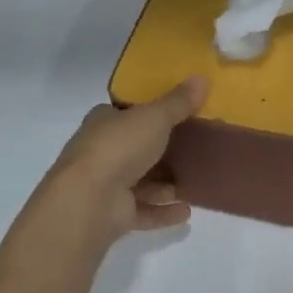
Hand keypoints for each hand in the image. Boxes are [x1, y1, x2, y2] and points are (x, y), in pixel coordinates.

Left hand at [44, 76, 207, 239]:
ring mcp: (105, 185)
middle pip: (134, 149)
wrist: (89, 199)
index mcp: (104, 122)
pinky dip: (163, 212)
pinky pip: (143, 211)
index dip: (148, 113)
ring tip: (192, 182)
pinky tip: (186, 212)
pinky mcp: (113, 215)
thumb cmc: (119, 147)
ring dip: (163, 185)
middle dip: (160, 152)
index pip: (125, 113)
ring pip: (139, 183)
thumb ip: (179, 102)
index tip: (177, 114)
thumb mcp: (154, 117)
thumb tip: (202, 77)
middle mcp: (101, 151)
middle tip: (192, 150)